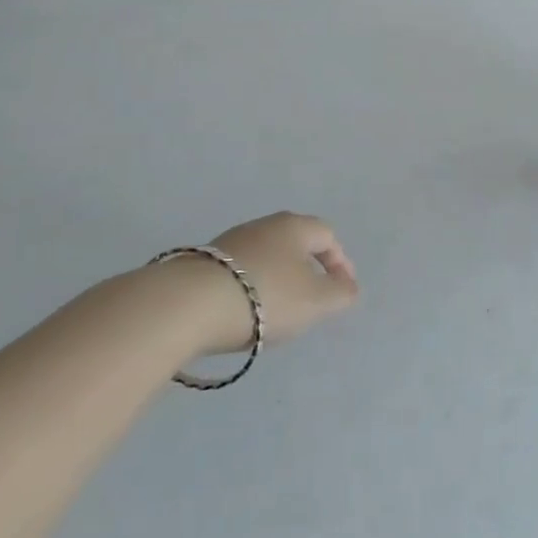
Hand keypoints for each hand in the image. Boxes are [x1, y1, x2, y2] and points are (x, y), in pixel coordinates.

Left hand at [192, 211, 359, 352]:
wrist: (188, 305)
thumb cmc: (266, 296)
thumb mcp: (316, 301)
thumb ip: (340, 294)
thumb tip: (348, 287)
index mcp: (295, 226)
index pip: (328, 236)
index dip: (341, 263)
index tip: (343, 291)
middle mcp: (264, 225)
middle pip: (295, 243)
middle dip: (308, 269)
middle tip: (312, 299)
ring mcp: (230, 241)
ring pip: (266, 257)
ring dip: (277, 279)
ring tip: (277, 311)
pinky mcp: (203, 262)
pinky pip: (239, 272)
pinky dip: (250, 288)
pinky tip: (244, 312)